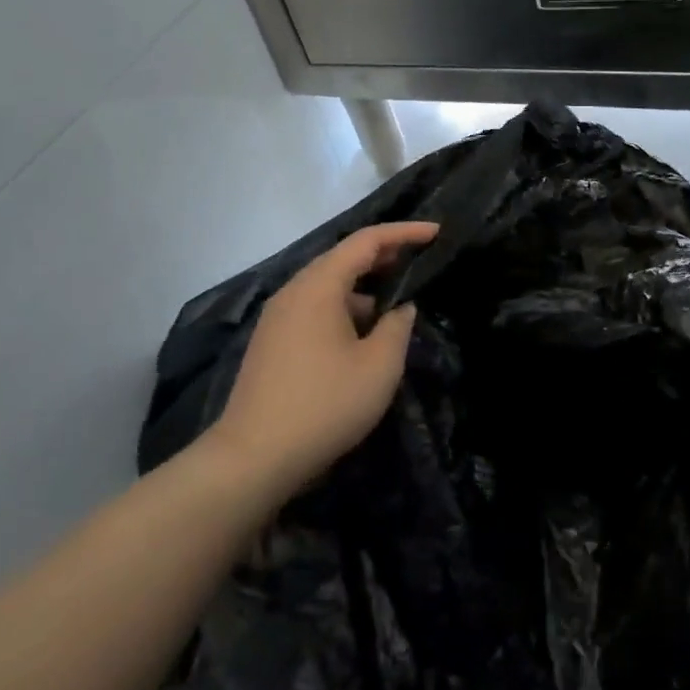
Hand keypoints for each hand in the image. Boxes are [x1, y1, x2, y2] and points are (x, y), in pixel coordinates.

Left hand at [205, 222, 438, 499]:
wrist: (253, 457)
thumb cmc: (324, 405)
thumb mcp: (379, 366)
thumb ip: (398, 327)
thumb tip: (401, 308)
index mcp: (318, 286)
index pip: (366, 241)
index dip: (404, 232)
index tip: (436, 232)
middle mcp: (294, 292)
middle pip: (343, 258)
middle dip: (384, 256)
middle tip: (421, 259)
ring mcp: (278, 318)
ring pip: (328, 286)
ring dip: (364, 287)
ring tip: (397, 302)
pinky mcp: (272, 342)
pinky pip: (315, 309)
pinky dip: (344, 308)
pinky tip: (363, 335)